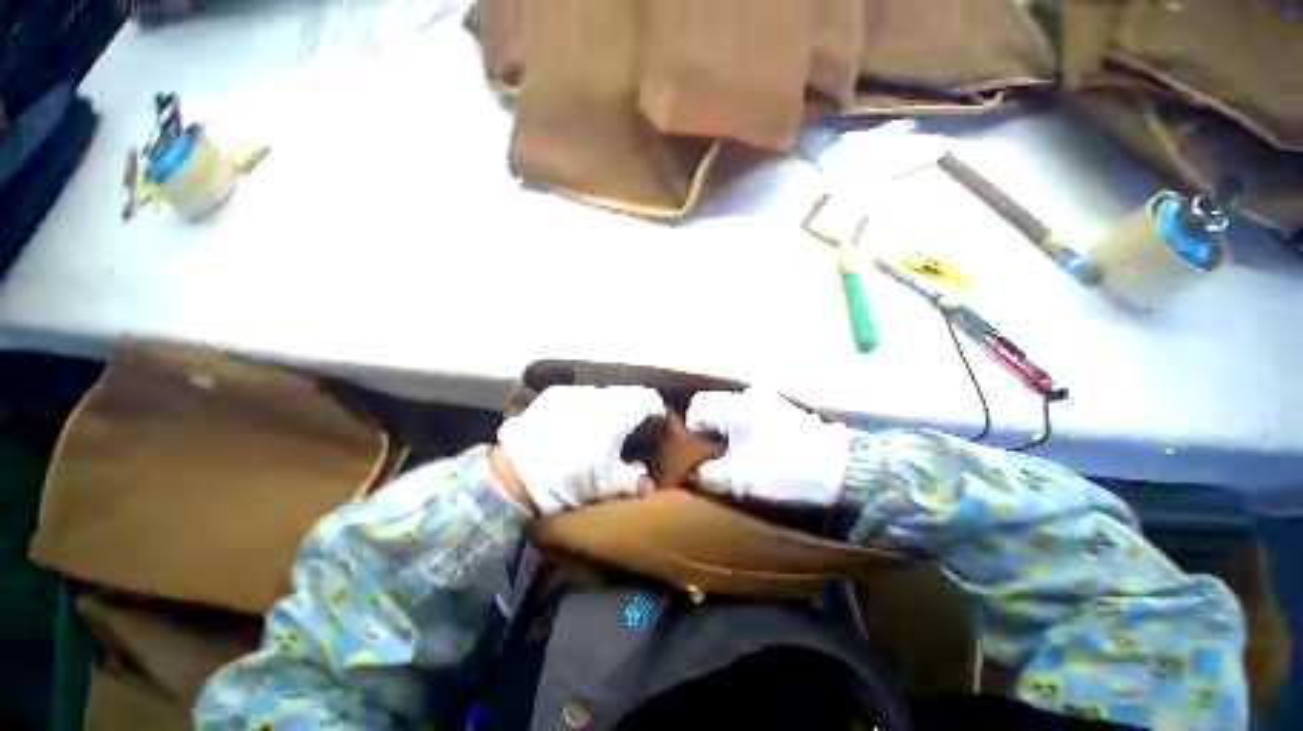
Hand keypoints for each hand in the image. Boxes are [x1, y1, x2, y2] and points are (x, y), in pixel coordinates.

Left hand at [497, 386, 664, 514]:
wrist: (514, 475)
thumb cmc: (566, 482)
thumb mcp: (605, 486)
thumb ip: (634, 481)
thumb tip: (650, 482)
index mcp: (616, 415)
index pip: (647, 399)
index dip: (655, 410)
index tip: (654, 422)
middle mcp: (598, 396)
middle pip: (627, 393)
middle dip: (632, 408)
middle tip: (627, 428)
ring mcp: (574, 392)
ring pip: (604, 392)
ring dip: (609, 405)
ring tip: (601, 425)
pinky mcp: (555, 394)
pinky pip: (580, 394)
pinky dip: (587, 405)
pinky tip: (577, 422)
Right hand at [686, 389, 852, 507]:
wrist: (840, 470)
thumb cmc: (786, 469)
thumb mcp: (742, 478)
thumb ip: (708, 475)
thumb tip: (689, 476)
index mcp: (737, 405)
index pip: (698, 407)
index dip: (690, 430)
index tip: (695, 453)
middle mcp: (749, 394)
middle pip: (713, 406)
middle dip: (707, 430)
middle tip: (710, 455)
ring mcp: (766, 399)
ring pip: (729, 410)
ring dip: (723, 429)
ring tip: (729, 454)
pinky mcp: (778, 408)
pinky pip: (746, 413)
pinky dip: (739, 428)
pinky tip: (748, 448)